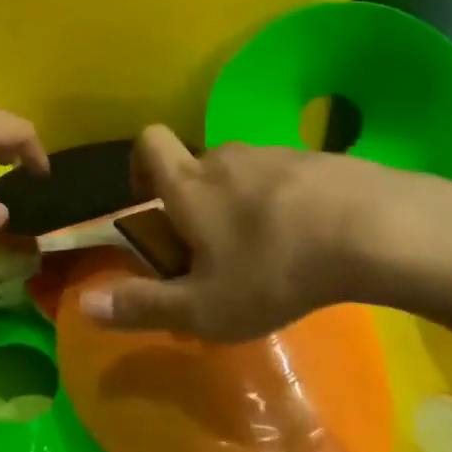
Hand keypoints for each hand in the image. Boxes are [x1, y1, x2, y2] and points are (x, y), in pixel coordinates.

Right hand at [76, 124, 428, 340]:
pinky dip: (281, 203)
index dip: (140, 165)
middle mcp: (225, 157)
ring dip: (240, 204)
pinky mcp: (314, 159)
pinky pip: (283, 178)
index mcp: (190, 184)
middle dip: (195, 202)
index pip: (149, 143)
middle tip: (214, 254)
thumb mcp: (204, 308)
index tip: (150, 203)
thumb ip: (143, 306)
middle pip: (197, 166)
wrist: (366, 227)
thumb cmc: (272, 269)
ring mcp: (272, 153)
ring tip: (265, 253)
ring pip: (241, 174)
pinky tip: (306, 240)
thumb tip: (84, 305)